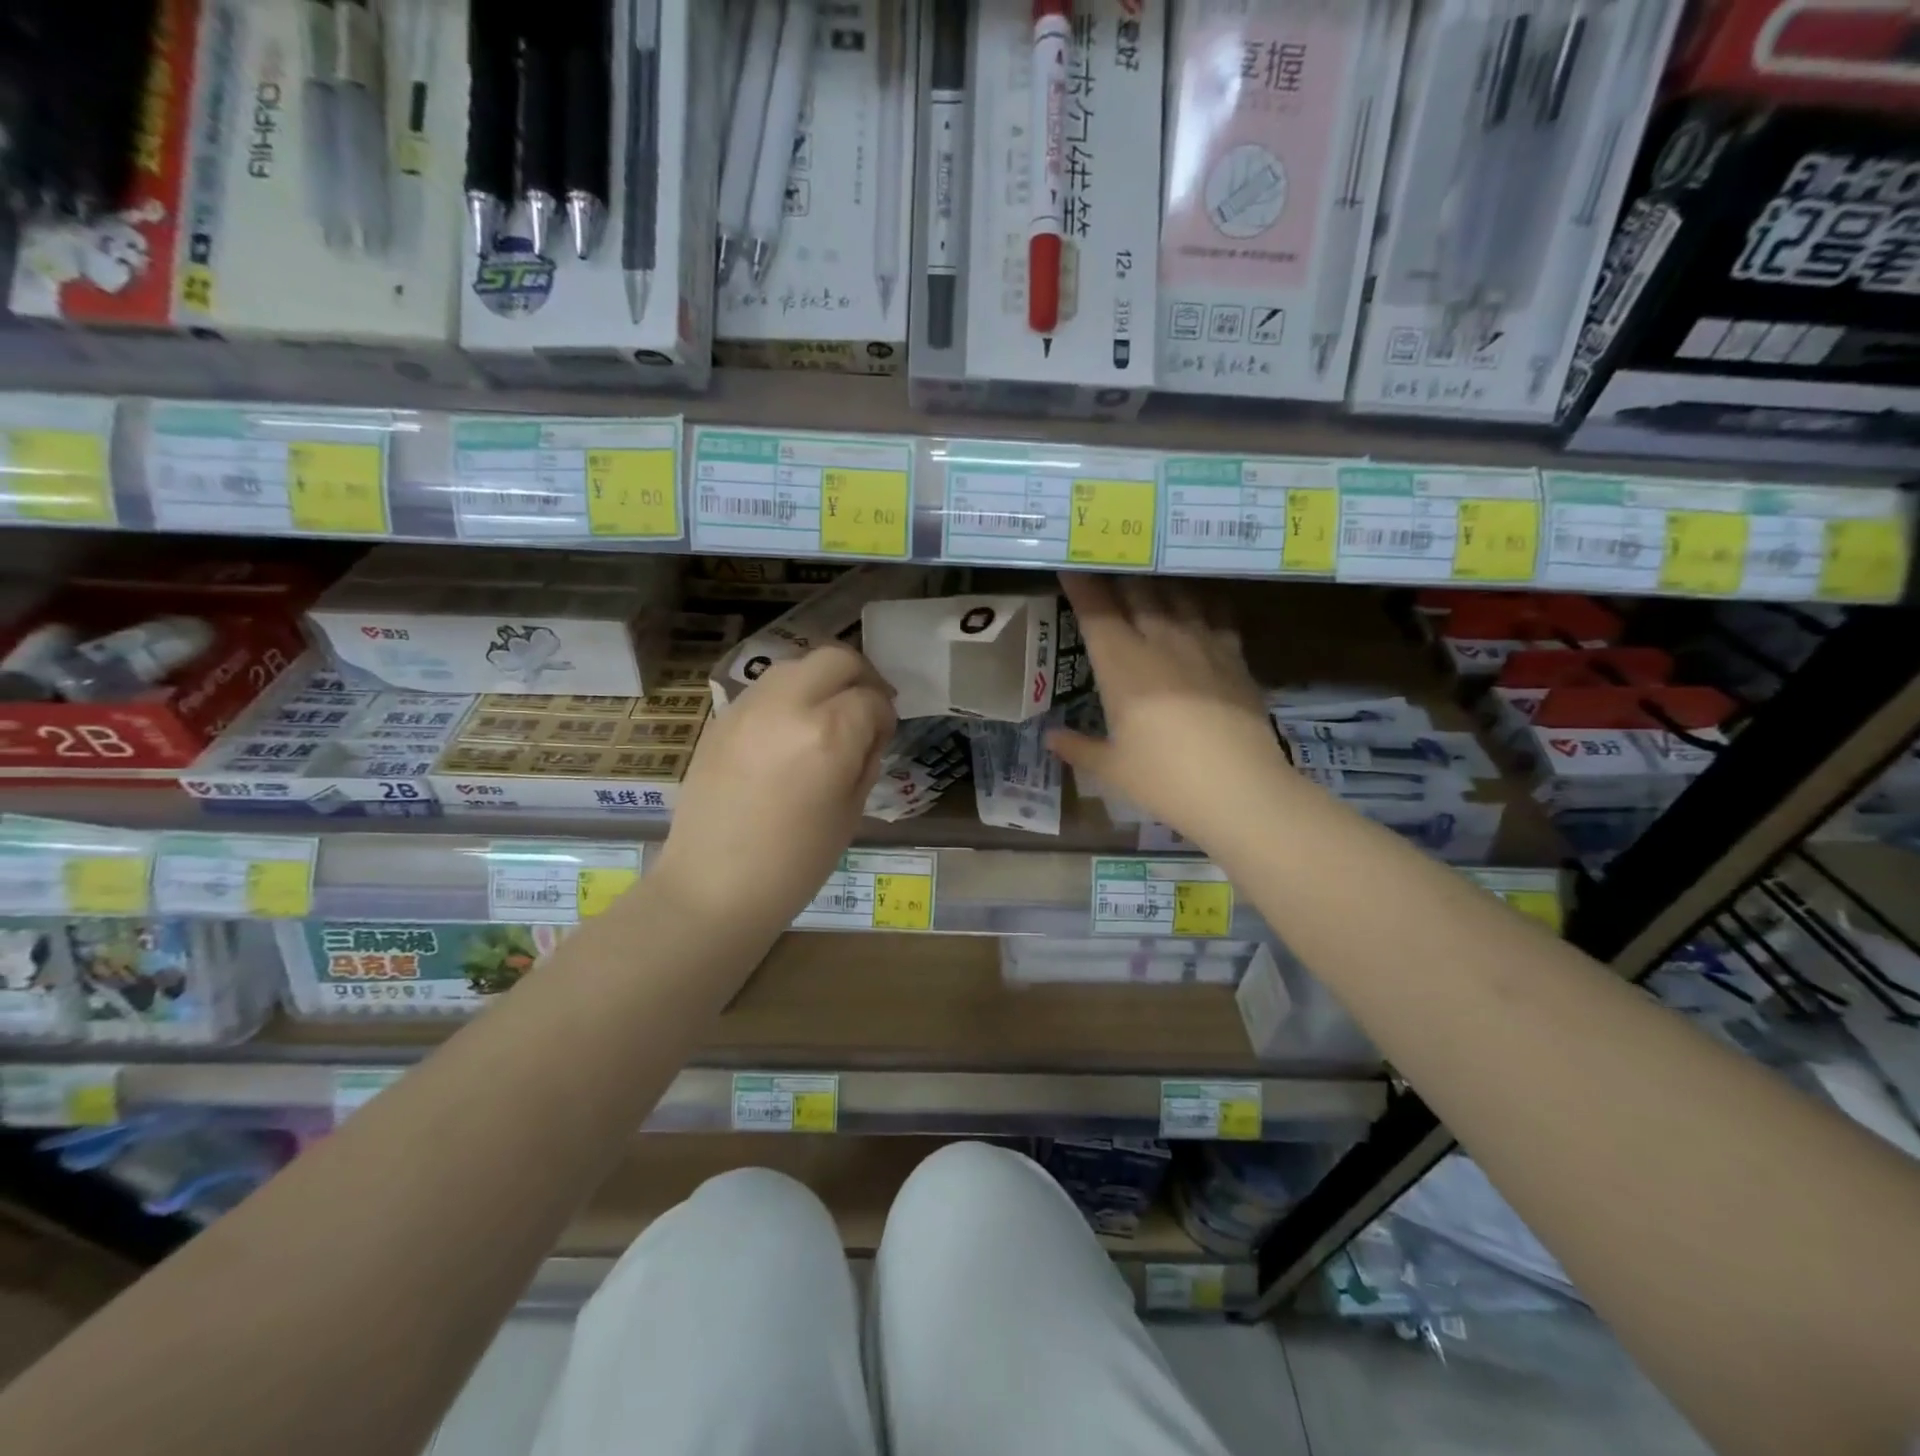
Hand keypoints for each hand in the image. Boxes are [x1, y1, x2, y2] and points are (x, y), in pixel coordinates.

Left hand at [656, 643, 895, 935]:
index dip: (885, 716)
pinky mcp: (722, 717)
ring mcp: (749, 706)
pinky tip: (790, 729)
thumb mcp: (850, 812)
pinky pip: (766, 688)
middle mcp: (788, 705)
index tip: (884, 736)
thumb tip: (869, 733)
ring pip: (797, 664)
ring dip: (822, 680)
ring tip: (828, 714)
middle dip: (860, 677)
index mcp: (829, 733)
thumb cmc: (794, 863)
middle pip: (836, 658)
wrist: (713, 886)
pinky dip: (789, 695)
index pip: (871, 699)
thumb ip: (865, 760)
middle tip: (866, 708)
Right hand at [1048, 573, 1288, 848]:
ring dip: (1159, 582)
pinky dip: (1204, 603)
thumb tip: (1050, 737)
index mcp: (1122, 665)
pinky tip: (1201, 603)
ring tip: (1149, 575)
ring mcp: (1202, 645)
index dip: (1080, 585)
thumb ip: (1078, 748)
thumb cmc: (1164, 780)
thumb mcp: (1112, 768)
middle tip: (1108, 563)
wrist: (1240, 790)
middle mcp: (1160, 642)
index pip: (1095, 611)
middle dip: (1118, 574)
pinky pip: (1217, 615)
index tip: (1069, 566)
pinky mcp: (1234, 657)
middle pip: (1137, 592)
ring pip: (1178, 596)